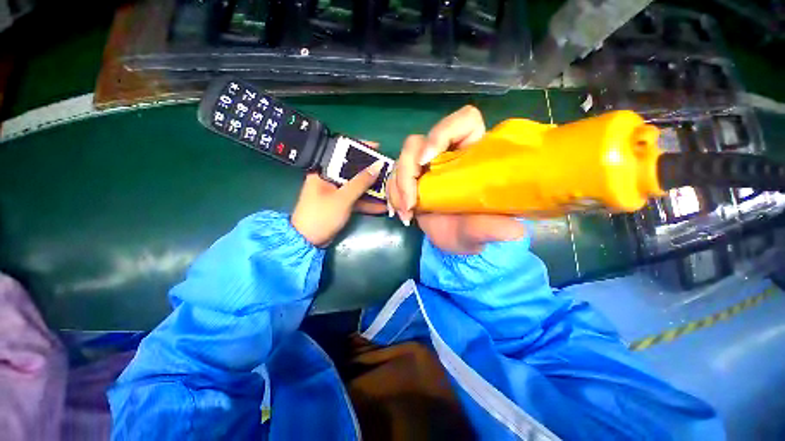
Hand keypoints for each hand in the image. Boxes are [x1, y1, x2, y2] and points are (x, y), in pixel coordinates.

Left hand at [291, 143, 386, 246]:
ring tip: (390, 186)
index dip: (360, 149)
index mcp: (323, 171)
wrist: (307, 242)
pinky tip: (383, 205)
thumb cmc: (321, 216)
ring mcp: (337, 192)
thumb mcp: (342, 198)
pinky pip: (357, 199)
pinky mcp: (342, 204)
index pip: (342, 153)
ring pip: (358, 186)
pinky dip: (368, 202)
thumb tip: (377, 166)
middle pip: (354, 171)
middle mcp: (330, 178)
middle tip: (388, 169)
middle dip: (371, 172)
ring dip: (373, 189)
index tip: (377, 148)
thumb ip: (360, 182)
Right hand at [386, 106, 525, 254]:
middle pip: (418, 142)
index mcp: (473, 154)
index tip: (427, 161)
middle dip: (407, 171)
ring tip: (405, 213)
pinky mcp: (412, 179)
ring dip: (397, 186)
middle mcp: (448, 155)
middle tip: (410, 202)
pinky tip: (401, 213)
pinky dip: (393, 194)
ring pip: (402, 159)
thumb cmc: (471, 233)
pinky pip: (394, 177)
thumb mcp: (482, 233)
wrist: (453, 241)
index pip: (463, 121)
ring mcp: (427, 167)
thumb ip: (492, 229)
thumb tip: (513, 231)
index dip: (441, 133)